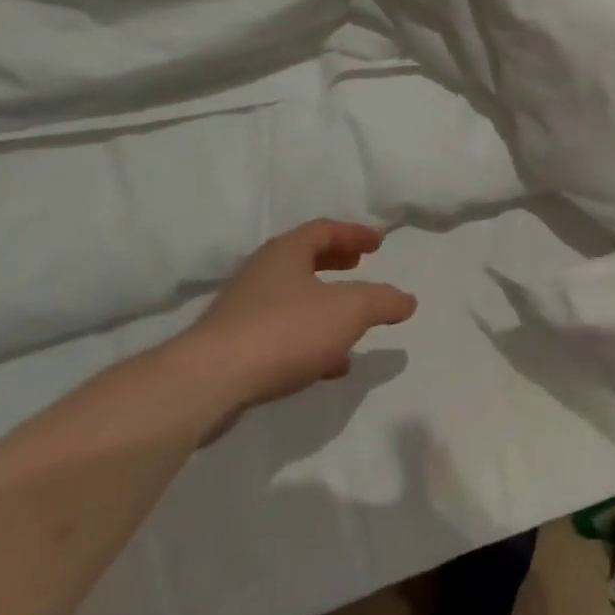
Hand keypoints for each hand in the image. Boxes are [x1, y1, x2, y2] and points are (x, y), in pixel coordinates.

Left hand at [171, 221, 416, 430]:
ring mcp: (244, 313)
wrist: (208, 384)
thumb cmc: (285, 330)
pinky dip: (310, 340)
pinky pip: (281, 334)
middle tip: (360, 268)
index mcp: (286, 253)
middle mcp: (262, 275)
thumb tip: (406, 300)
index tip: (378, 243)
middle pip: (304, 260)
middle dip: (335, 264)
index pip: (324, 229)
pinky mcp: (234, 350)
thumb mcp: (350, 310)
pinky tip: (328, 365)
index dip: (353, 234)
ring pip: (293, 299)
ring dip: (324, 306)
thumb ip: (383, 301)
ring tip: (353, 324)